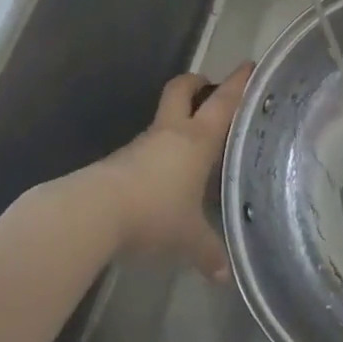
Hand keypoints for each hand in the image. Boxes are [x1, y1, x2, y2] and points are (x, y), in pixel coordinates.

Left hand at [86, 62, 253, 279]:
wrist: (93, 212)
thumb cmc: (154, 212)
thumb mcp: (187, 237)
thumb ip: (208, 251)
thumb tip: (226, 275)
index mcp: (197, 139)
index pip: (223, 101)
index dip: (238, 82)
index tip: (249, 66)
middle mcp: (171, 132)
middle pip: (182, 90)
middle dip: (196, 83)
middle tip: (210, 89)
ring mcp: (143, 144)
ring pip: (164, 120)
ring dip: (177, 122)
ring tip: (194, 145)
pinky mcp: (121, 160)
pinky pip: (148, 148)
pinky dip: (160, 152)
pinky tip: (167, 176)